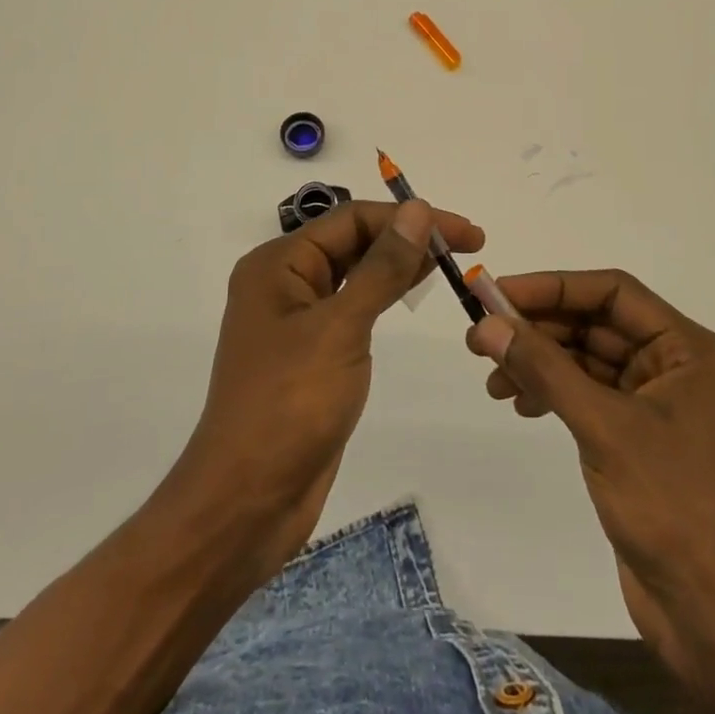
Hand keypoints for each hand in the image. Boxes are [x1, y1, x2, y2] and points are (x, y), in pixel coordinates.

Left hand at [172, 199, 483, 576]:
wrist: (248, 502)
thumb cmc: (289, 405)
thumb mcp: (341, 327)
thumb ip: (382, 267)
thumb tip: (418, 210)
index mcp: (278, 264)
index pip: (351, 219)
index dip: (408, 218)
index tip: (461, 231)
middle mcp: (284, 282)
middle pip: (353, 241)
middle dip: (406, 238)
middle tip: (466, 246)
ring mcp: (297, 319)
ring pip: (355, 273)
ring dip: (399, 264)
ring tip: (450, 263)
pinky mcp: (312, 352)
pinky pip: (353, 307)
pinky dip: (385, 295)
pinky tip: (414, 293)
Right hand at [466, 272, 714, 680]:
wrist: (713, 618)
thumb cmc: (671, 508)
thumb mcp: (602, 427)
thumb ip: (544, 368)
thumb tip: (487, 325)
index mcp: (691, 350)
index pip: (614, 292)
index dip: (554, 287)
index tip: (500, 294)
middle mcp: (678, 366)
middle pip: (598, 324)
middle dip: (540, 329)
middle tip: (482, 337)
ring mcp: (659, 403)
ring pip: (589, 360)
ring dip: (541, 363)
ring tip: (493, 380)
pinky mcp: (640, 438)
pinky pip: (590, 394)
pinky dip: (554, 393)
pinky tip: (520, 404)